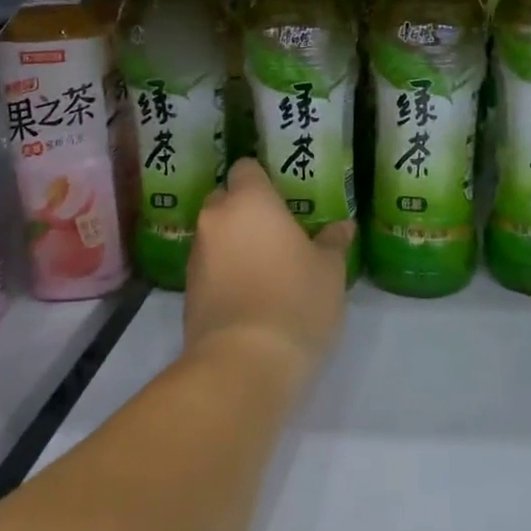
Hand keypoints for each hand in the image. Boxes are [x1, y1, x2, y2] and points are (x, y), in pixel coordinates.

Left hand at [184, 159, 354, 383]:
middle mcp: (215, 220)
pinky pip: (208, 267)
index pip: (246, 168)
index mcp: (250, 202)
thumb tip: (344, 226)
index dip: (263, 179)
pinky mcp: (187, 291)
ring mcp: (196, 256)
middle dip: (245, 210)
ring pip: (215, 235)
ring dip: (234, 243)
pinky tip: (249, 294)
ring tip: (265, 268)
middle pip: (225, 199)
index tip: (283, 196)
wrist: (244, 362)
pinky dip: (224, 272)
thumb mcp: (329, 271)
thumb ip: (333, 242)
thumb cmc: (296, 301)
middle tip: (277, 232)